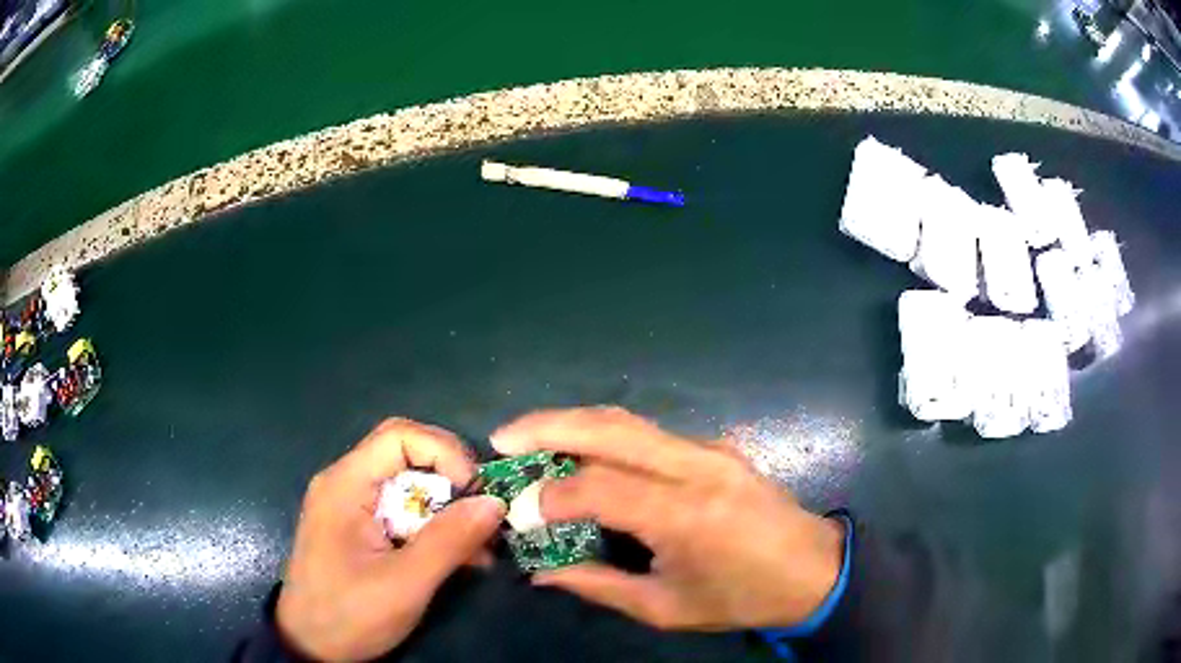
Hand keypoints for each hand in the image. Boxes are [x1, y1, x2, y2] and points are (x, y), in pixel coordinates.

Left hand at [277, 419, 505, 660]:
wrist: (310, 646)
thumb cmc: (349, 614)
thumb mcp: (404, 583)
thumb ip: (448, 541)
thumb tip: (495, 502)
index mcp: (345, 485)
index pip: (399, 436)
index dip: (444, 452)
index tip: (474, 493)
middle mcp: (345, 484)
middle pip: (405, 456)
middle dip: (450, 481)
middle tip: (483, 516)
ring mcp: (350, 507)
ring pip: (408, 486)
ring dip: (447, 510)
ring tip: (479, 546)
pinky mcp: (358, 529)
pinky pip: (401, 511)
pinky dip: (432, 527)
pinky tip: (458, 556)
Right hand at [492, 407, 843, 631]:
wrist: (813, 569)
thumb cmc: (741, 598)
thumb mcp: (666, 608)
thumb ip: (599, 586)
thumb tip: (541, 572)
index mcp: (685, 515)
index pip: (600, 488)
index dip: (550, 495)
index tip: (519, 510)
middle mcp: (696, 467)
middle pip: (611, 428)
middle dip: (549, 425)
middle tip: (504, 437)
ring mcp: (709, 449)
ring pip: (629, 421)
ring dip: (574, 423)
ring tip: (531, 437)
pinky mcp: (716, 447)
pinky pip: (650, 433)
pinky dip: (606, 436)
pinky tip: (584, 452)